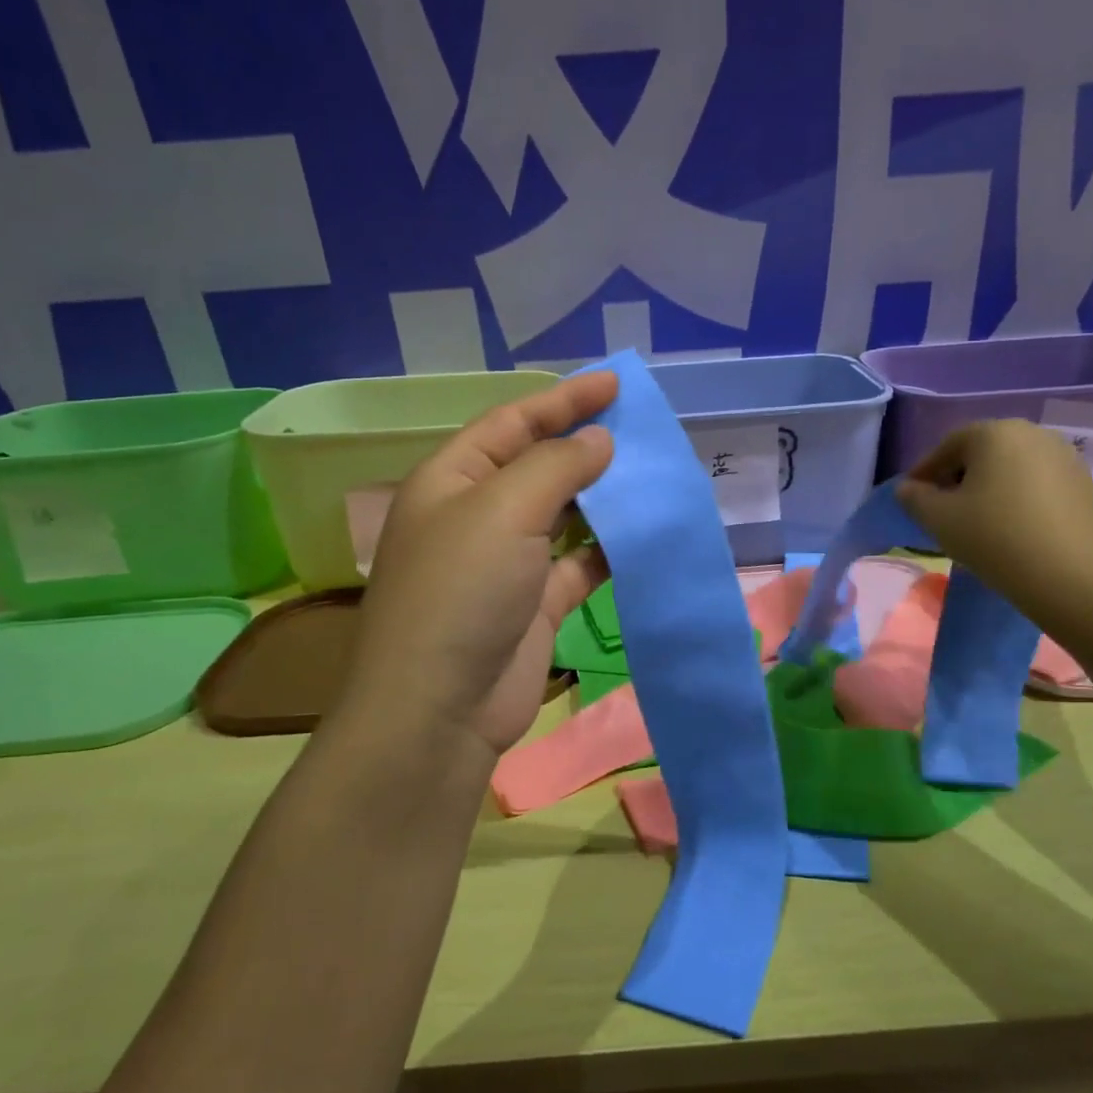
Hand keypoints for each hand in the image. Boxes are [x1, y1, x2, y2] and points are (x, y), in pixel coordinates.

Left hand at [338, 373, 616, 764]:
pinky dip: (609, 548)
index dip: (563, 400)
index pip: (512, 422)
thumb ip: (557, 466)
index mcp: (452, 479)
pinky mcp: (537, 604)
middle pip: (539, 465)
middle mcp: (478, 514)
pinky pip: (580, 563)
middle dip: (587, 445)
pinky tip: (645, 534)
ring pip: (564, 514)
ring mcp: (508, 562)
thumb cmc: (462, 590)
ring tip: (653, 475)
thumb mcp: (504, 510)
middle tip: (643, 430)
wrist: (440, 708)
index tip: (616, 384)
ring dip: (603, 497)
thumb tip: (599, 440)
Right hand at [895, 419, 1092, 619]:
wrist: (1075, 577)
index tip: (912, 498)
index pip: (947, 446)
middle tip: (941, 510)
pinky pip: (1036, 484)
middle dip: (957, 478)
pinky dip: (1016, 499)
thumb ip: (915, 498)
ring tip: (974, 523)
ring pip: (1010, 469)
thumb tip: (908, 489)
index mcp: (994, 432)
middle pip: (981, 453)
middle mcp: (1032, 433)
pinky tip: (1009, 528)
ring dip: (987, 489)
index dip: (924, 472)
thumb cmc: (996, 538)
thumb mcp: (939, 520)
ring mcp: (1064, 457)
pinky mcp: (1084, 484)